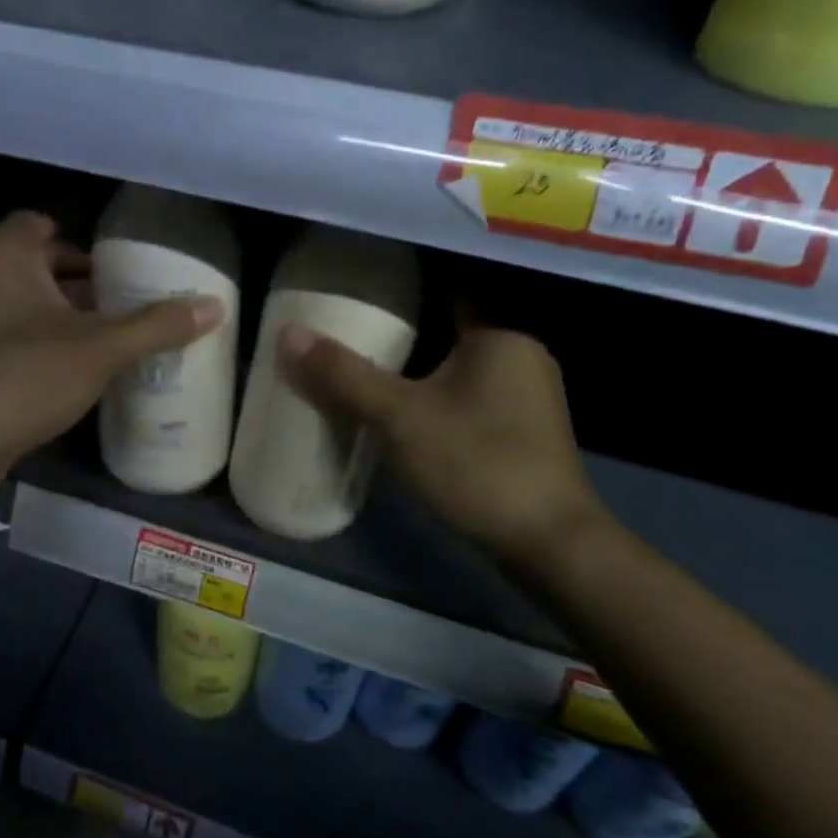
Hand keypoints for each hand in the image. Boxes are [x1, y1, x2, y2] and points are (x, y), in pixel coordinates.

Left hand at [0, 211, 223, 474]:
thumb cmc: (24, 375)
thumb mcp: (100, 348)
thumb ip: (157, 326)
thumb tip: (215, 307)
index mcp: (3, 253)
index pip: (43, 222)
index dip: (84, 239)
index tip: (121, 262)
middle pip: (39, 262)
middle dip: (83, 280)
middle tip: (128, 298)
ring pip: (28, 301)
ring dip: (66, 313)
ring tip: (115, 331)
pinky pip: (16, 332)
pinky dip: (46, 339)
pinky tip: (81, 365)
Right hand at [281, 321, 608, 571]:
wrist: (548, 544)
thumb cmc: (477, 463)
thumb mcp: (400, 417)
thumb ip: (344, 375)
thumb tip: (288, 334)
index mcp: (500, 336)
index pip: (445, 293)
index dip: (401, 292)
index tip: (358, 294)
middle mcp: (522, 357)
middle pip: (448, 332)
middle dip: (402, 336)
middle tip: (350, 336)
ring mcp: (528, 398)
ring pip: (458, 370)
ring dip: (418, 373)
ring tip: (366, 373)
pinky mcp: (524, 434)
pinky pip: (469, 400)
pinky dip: (436, 401)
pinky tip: (405, 417)